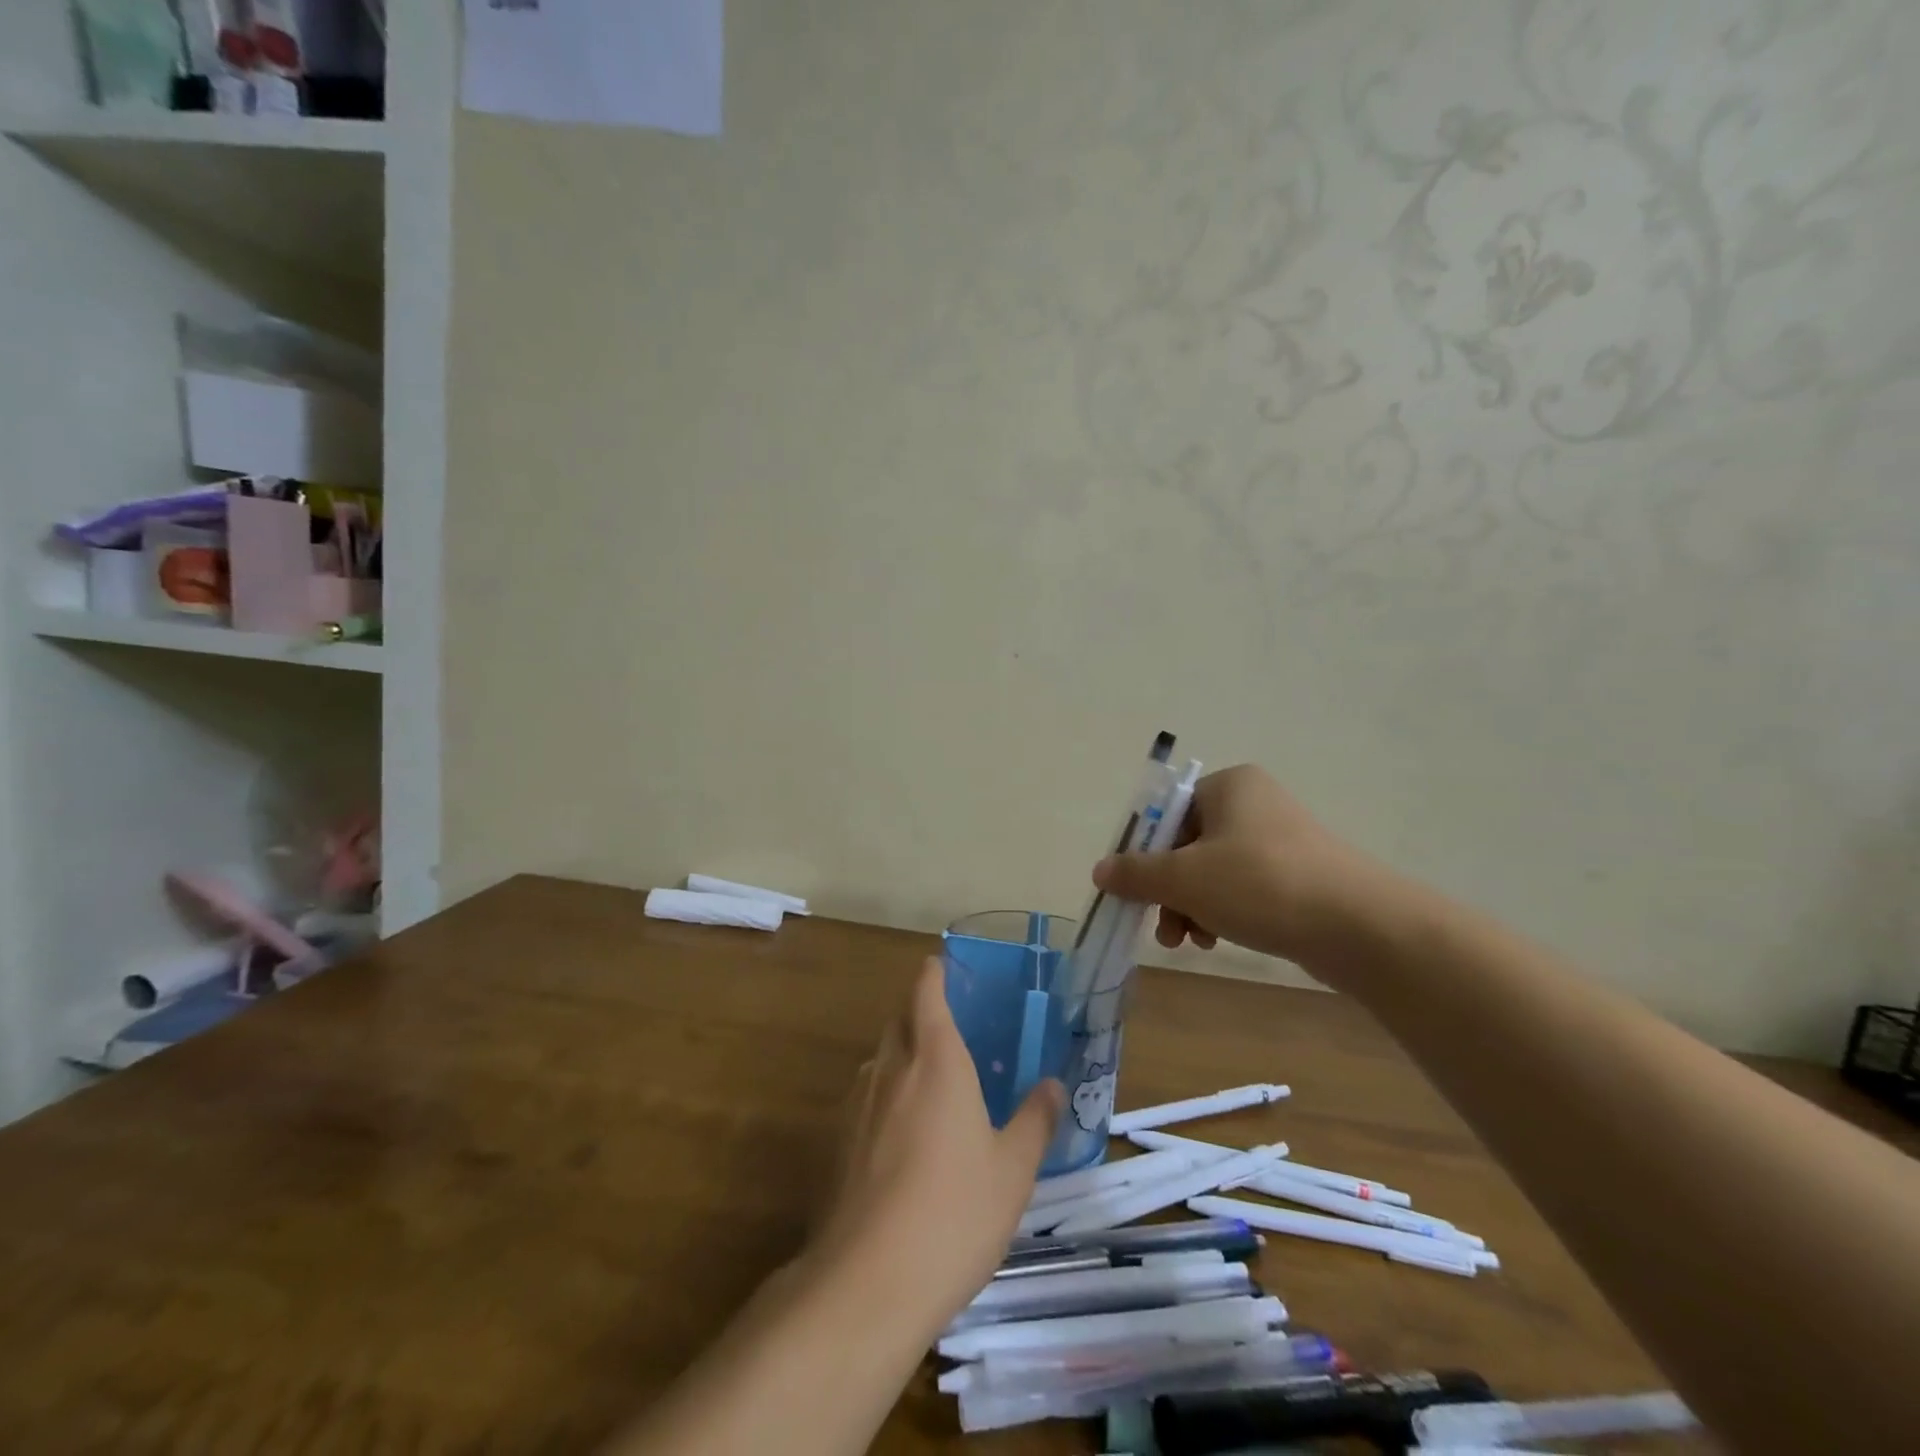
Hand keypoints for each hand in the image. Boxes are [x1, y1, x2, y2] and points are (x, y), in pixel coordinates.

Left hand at [805, 958, 1063, 1337]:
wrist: (867, 1281)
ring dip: (900, 1055)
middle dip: (918, 1013)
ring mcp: (857, 1104)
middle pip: (899, 1021)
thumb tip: (1052, 1084)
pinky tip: (900, 1135)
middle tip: (947, 1026)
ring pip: (879, 1059)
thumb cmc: (954, 1213)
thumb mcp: (1013, 1170)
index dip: (932, 975)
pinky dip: (883, 1095)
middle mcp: (891, 1069)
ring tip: (927, 1081)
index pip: (926, 994)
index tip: (940, 966)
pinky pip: (864, 1097)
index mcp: (936, 1060)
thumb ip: (1034, 1120)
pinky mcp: (836, 1142)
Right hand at [1092, 764, 1394, 967]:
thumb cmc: (1261, 885)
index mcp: (1229, 786)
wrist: (1360, 926)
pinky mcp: (1300, 874)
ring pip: (1214, 871)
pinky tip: (1220, 940)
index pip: (1166, 815)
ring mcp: (1282, 839)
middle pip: (1188, 846)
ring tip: (1191, 941)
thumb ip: (1135, 873)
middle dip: (1169, 891)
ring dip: (1192, 906)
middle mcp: (1255, 803)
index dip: (1143, 855)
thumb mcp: (1184, 879)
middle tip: (1163, 930)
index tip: (1135, 893)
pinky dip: (1225, 911)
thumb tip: (1100, 870)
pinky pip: (1245, 888)